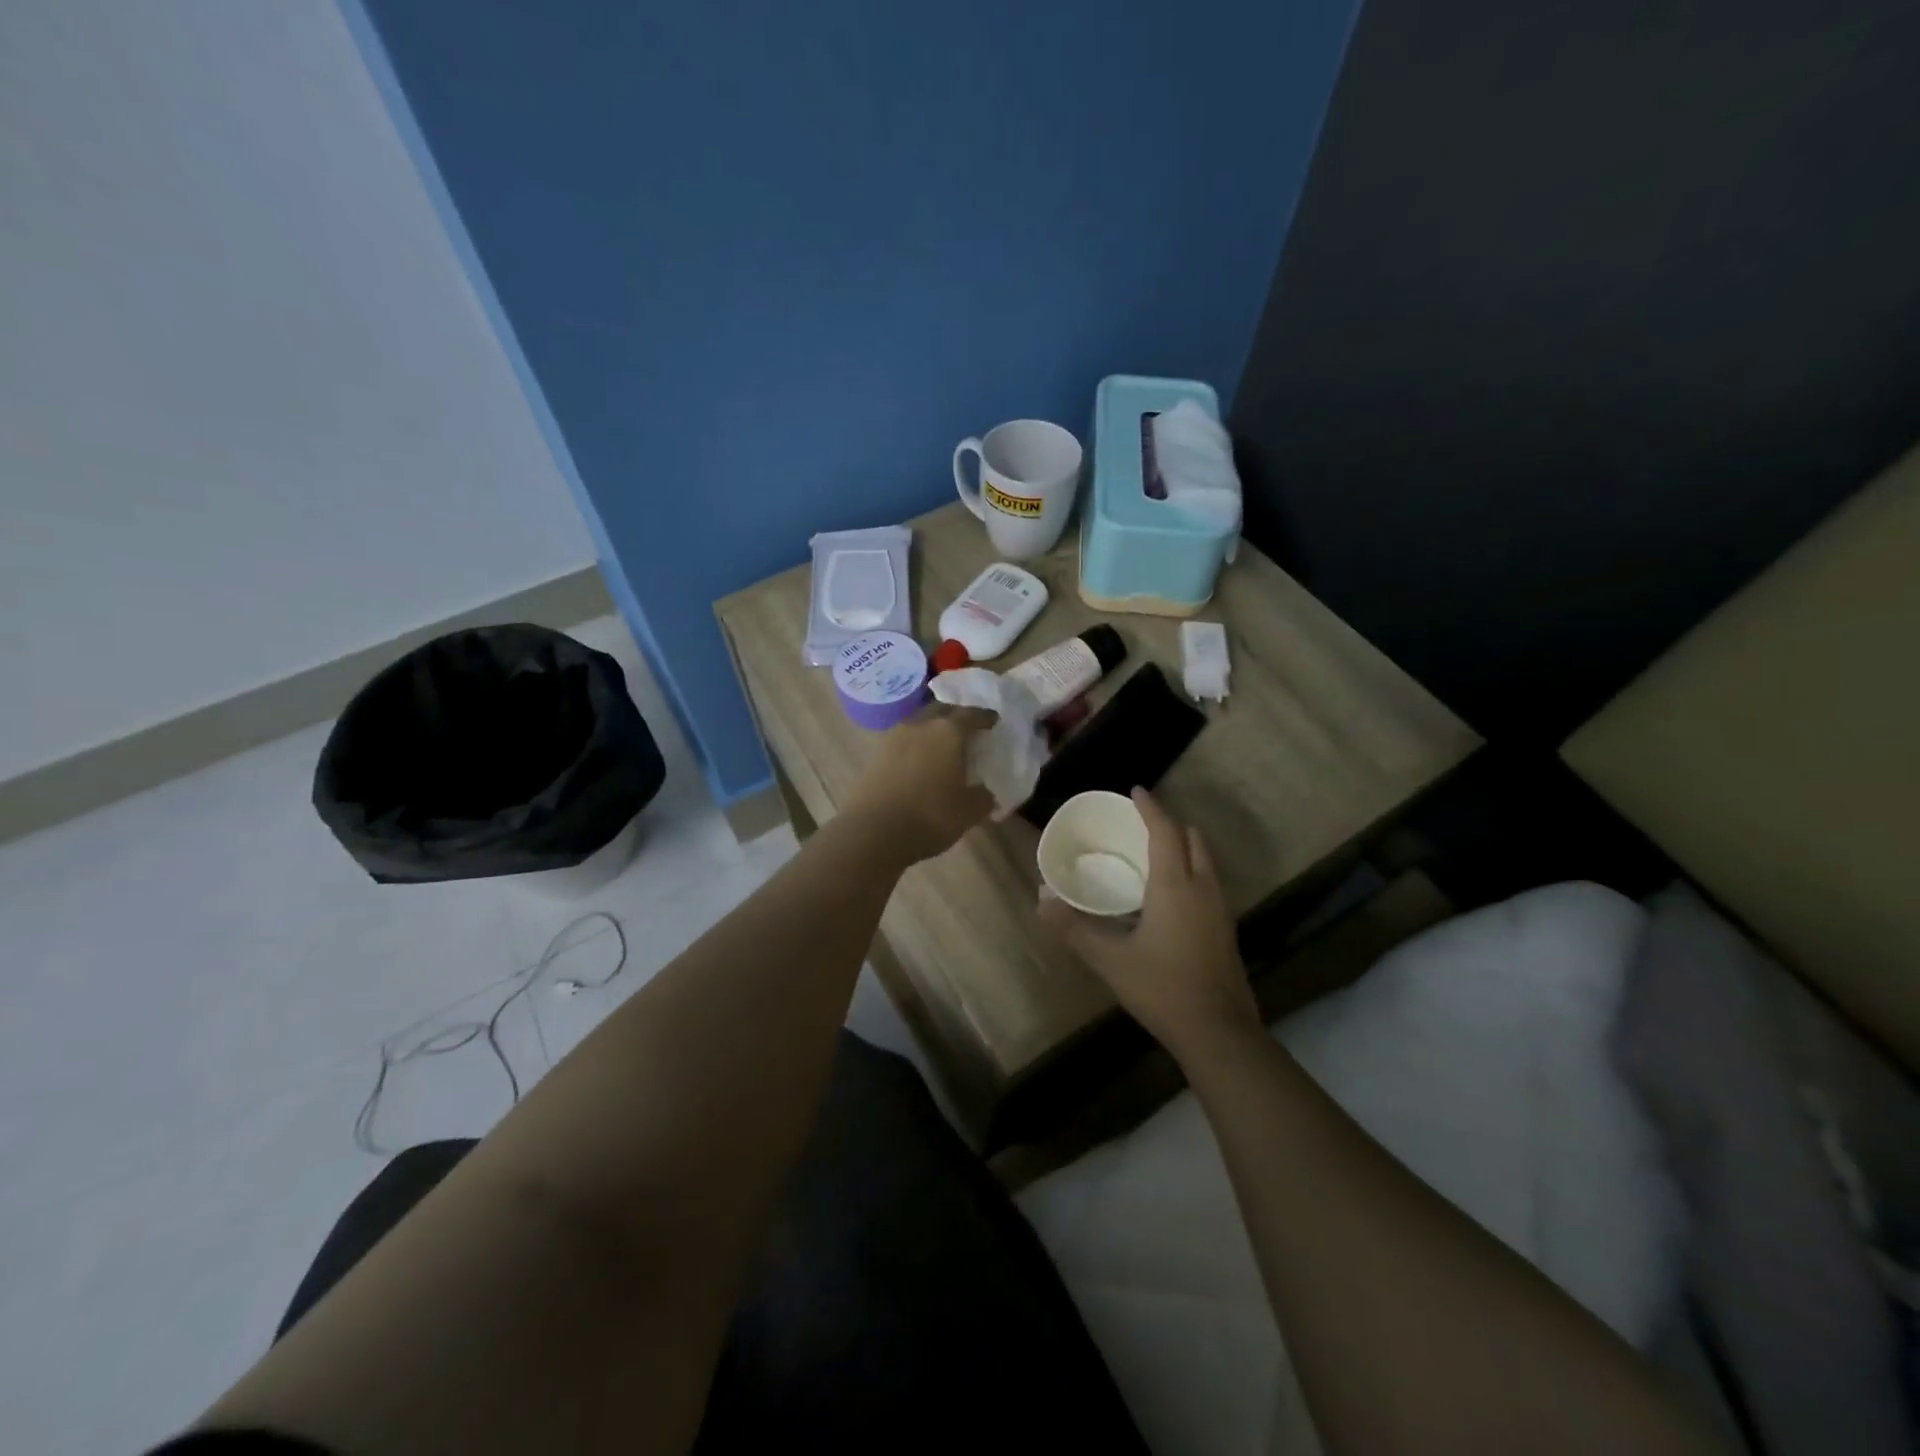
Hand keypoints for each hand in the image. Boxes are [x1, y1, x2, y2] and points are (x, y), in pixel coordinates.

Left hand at [841, 704, 996, 863]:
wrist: (873, 832)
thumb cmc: (930, 815)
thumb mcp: (969, 811)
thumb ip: (983, 797)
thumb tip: (985, 792)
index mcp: (948, 732)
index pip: (971, 715)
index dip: (984, 717)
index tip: (993, 720)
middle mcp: (920, 725)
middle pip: (941, 710)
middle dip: (956, 716)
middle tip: (967, 728)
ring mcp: (893, 738)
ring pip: (918, 723)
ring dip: (932, 729)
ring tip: (942, 744)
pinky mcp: (875, 754)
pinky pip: (902, 741)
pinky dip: (915, 745)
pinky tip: (919, 761)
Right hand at [1039, 788, 1260, 1061]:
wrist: (1219, 1032)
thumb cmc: (1162, 988)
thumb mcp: (1110, 960)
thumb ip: (1074, 929)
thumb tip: (1041, 900)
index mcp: (1176, 885)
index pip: (1165, 831)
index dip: (1150, 808)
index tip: (1135, 791)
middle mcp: (1203, 887)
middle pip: (1192, 838)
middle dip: (1169, 823)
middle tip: (1140, 822)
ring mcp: (1220, 908)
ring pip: (1205, 860)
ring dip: (1183, 846)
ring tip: (1153, 851)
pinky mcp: (1225, 928)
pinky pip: (1208, 880)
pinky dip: (1190, 869)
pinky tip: (1169, 892)